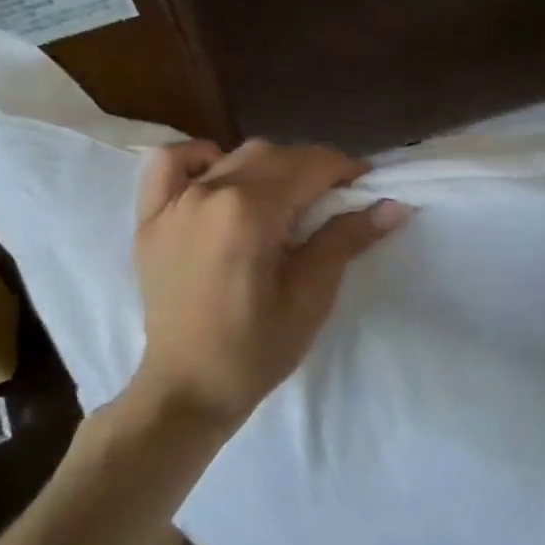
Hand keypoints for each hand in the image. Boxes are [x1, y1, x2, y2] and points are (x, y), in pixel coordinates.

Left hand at [130, 138, 413, 428]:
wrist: (187, 389)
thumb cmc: (255, 350)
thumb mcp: (311, 296)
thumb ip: (346, 239)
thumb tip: (394, 205)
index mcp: (250, 211)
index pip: (311, 165)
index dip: (346, 170)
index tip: (366, 186)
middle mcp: (210, 192)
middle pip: (275, 155)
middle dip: (313, 167)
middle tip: (335, 198)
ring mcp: (174, 202)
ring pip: (234, 156)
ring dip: (270, 165)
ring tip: (287, 197)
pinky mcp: (150, 217)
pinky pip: (170, 164)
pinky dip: (199, 160)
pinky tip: (218, 176)